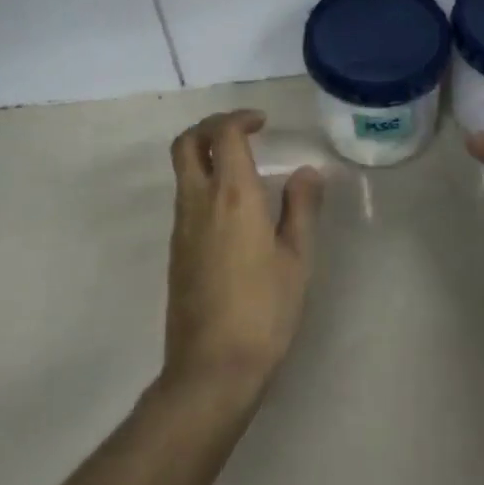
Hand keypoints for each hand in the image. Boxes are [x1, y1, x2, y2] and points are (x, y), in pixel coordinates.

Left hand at [162, 110, 323, 403]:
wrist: (212, 366)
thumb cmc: (264, 311)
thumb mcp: (297, 259)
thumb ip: (301, 208)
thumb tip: (307, 172)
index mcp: (232, 196)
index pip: (223, 134)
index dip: (240, 118)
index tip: (263, 123)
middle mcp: (198, 202)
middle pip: (186, 143)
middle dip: (210, 126)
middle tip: (243, 132)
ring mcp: (181, 226)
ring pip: (182, 171)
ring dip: (206, 155)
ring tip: (244, 167)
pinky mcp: (176, 249)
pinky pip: (185, 198)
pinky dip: (204, 183)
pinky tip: (234, 209)